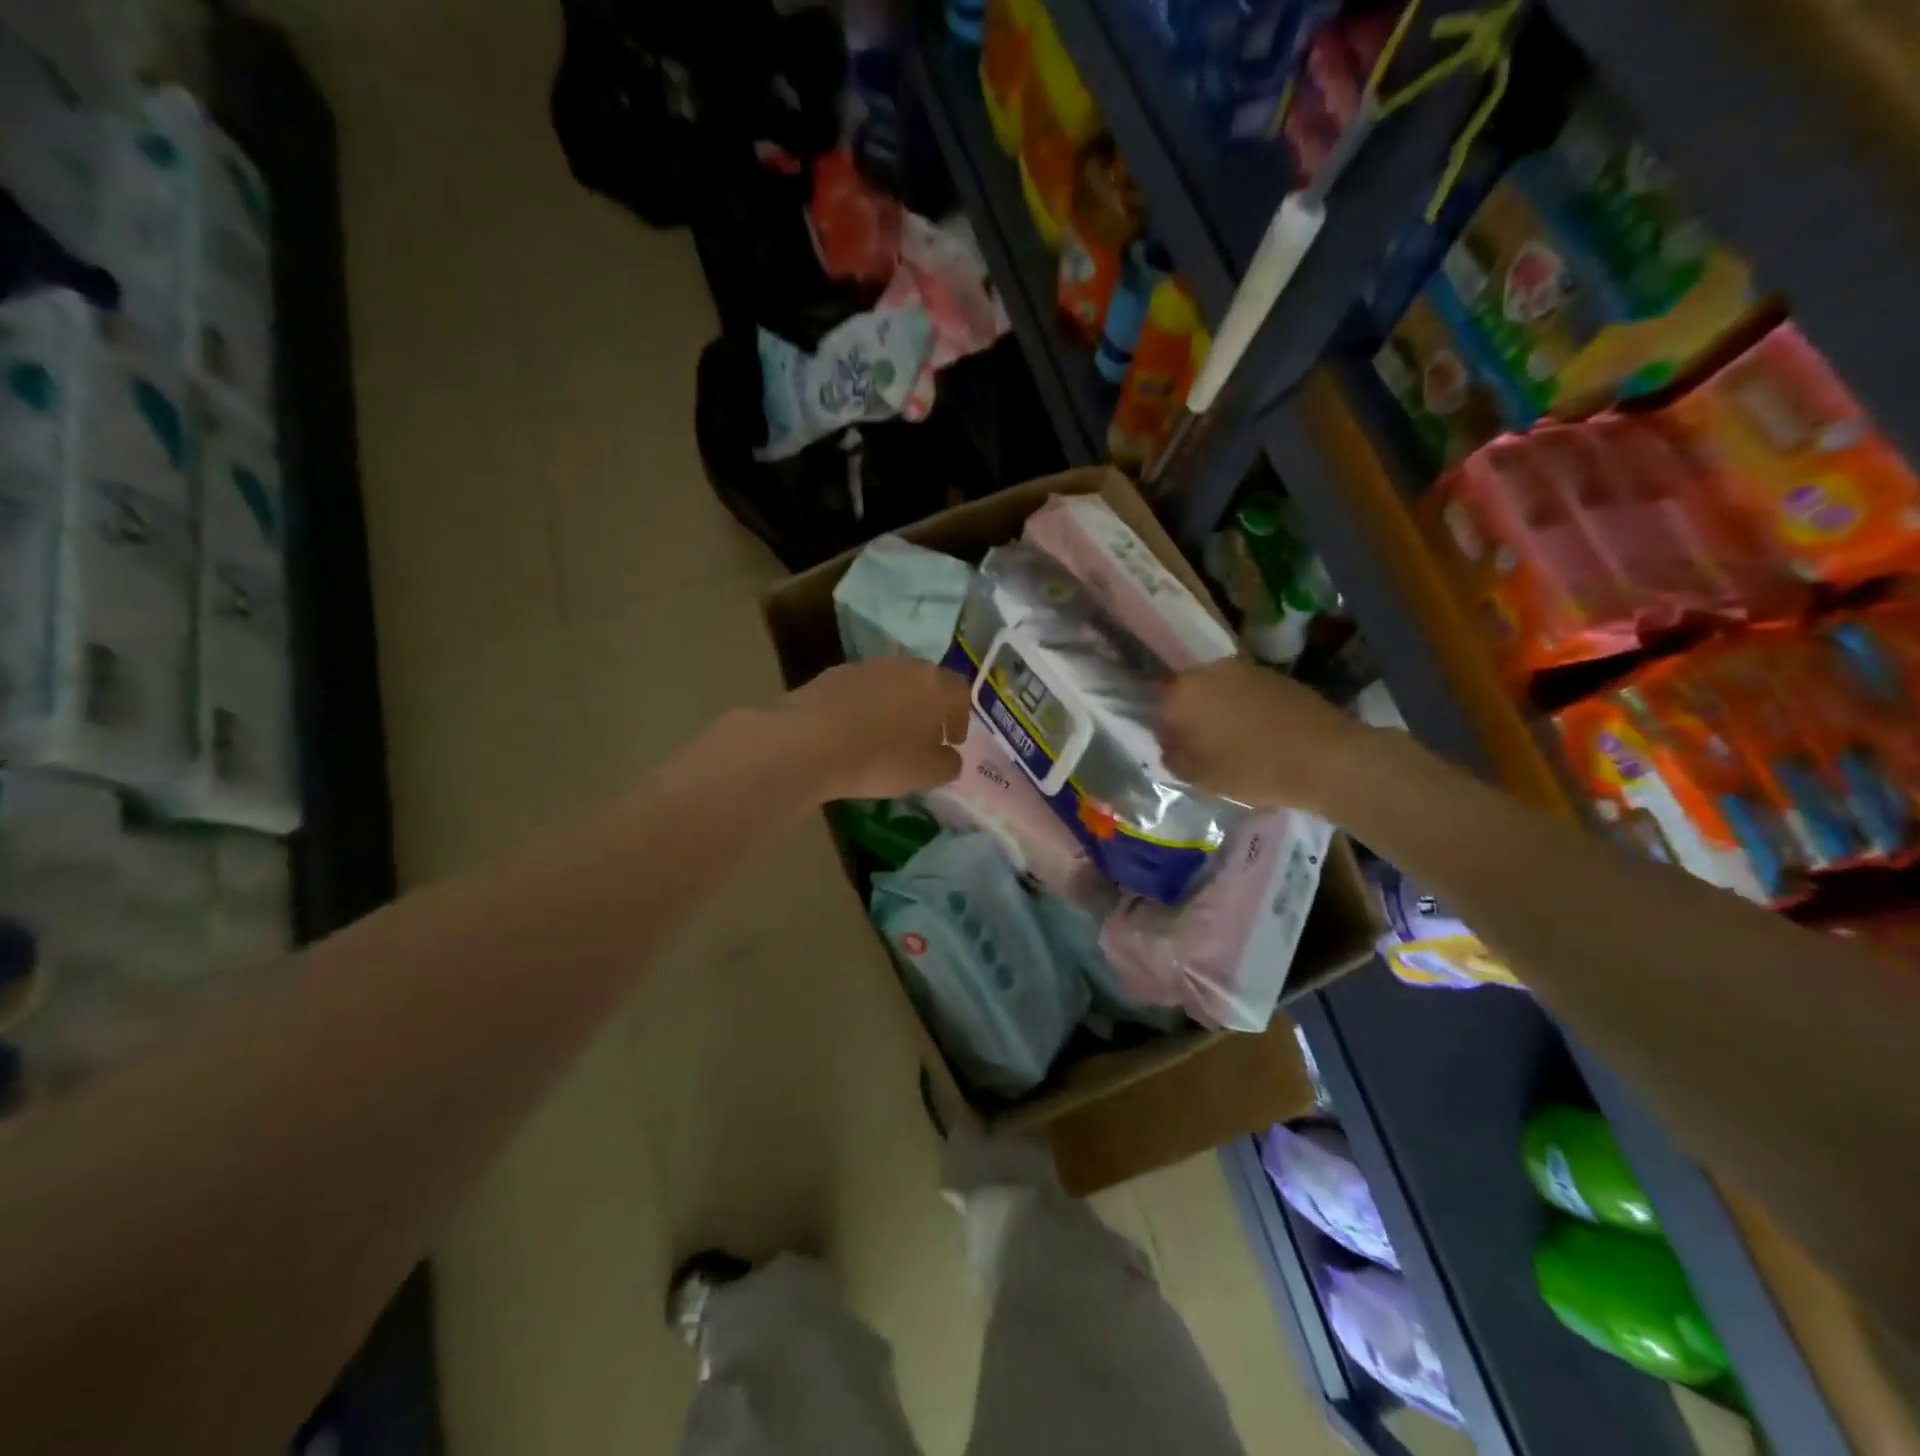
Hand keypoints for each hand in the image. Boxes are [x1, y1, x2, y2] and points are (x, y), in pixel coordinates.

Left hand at [782, 657, 971, 801]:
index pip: (960, 691)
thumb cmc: (879, 759)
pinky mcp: (833, 674)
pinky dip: (865, 707)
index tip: (952, 741)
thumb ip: (948, 764)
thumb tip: (950, 757)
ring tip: (887, 736)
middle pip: (926, 682)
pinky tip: (855, 732)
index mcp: (934, 685)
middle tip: (924, 737)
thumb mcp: (925, 774)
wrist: (809, 742)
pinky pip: (861, 690)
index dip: (961, 717)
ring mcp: (866, 666)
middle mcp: (904, 666)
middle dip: (929, 708)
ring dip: (896, 705)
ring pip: (892, 683)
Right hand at [1159, 658, 1366, 811]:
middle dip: (1190, 715)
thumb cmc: (1252, 769)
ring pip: (1218, 690)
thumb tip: (1169, 745)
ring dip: (1218, 710)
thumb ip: (1173, 757)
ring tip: (1232, 740)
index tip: (1174, 748)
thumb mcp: (1199, 776)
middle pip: (1188, 692)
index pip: (1155, 702)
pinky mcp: (1275, 676)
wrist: (1326, 759)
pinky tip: (1258, 733)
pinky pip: (1246, 692)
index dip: (1163, 726)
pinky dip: (1245, 709)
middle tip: (1200, 746)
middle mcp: (1210, 670)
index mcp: (1183, 692)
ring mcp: (1245, 670)